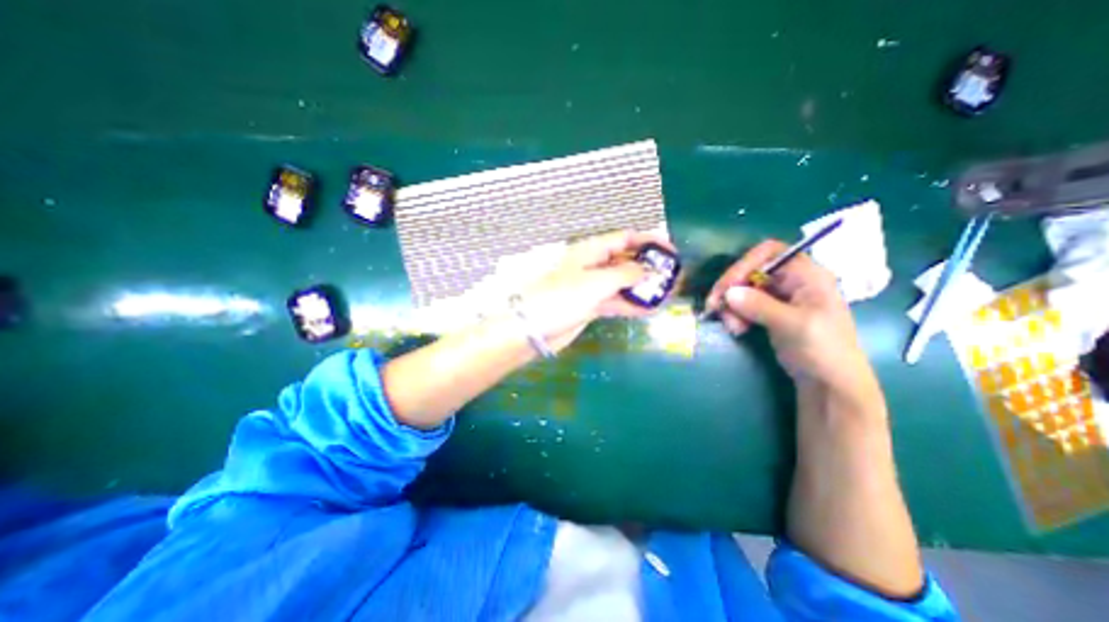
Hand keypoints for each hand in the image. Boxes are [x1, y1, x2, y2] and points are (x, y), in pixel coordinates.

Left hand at [523, 232, 675, 352]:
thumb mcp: (596, 282)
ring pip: (623, 283)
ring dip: (644, 288)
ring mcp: (592, 287)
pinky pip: (616, 301)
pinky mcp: (591, 306)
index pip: (625, 238)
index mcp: (591, 251)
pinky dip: (632, 304)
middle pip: (626, 260)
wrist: (533, 328)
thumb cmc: (561, 297)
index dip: (648, 241)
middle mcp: (593, 265)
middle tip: (673, 277)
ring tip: (668, 294)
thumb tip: (648, 270)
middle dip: (649, 267)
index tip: (671, 251)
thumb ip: (625, 274)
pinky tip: (651, 309)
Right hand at [709, 238, 875, 392]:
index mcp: (807, 275)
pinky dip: (736, 314)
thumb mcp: (793, 325)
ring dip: (731, 305)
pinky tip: (736, 329)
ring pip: (745, 289)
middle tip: (715, 307)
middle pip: (751, 271)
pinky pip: (745, 305)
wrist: (831, 383)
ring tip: (731, 326)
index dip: (745, 263)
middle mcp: (792, 281)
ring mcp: (780, 298)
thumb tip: (729, 293)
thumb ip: (760, 306)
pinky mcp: (771, 313)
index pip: (770, 252)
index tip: (728, 285)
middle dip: (732, 289)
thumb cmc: (823, 350)